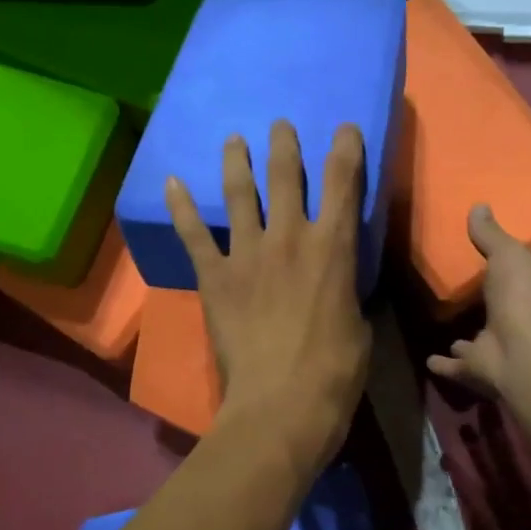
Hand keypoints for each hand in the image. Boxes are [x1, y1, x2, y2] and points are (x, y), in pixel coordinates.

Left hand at [166, 121, 371, 475]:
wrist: (282, 404)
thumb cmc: (335, 370)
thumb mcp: (359, 325)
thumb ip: (347, 292)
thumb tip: (341, 284)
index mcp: (333, 248)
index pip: (343, 183)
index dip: (345, 149)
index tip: (343, 128)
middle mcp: (289, 238)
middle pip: (285, 177)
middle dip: (284, 146)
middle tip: (280, 125)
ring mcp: (247, 254)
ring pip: (239, 195)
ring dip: (236, 163)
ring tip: (232, 139)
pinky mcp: (214, 277)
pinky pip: (193, 234)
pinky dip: (181, 207)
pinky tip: (171, 181)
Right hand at [428, 205, 530, 399]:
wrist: (525, 348)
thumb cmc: (522, 295)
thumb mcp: (507, 254)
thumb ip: (490, 235)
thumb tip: (479, 205)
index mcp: (528, 293)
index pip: (518, 280)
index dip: (506, 273)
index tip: (488, 264)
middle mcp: (515, 322)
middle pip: (496, 314)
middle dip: (483, 309)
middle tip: (462, 299)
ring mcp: (497, 348)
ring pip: (478, 343)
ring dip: (465, 342)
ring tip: (448, 335)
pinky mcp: (478, 370)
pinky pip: (458, 367)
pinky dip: (444, 365)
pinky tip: (428, 361)